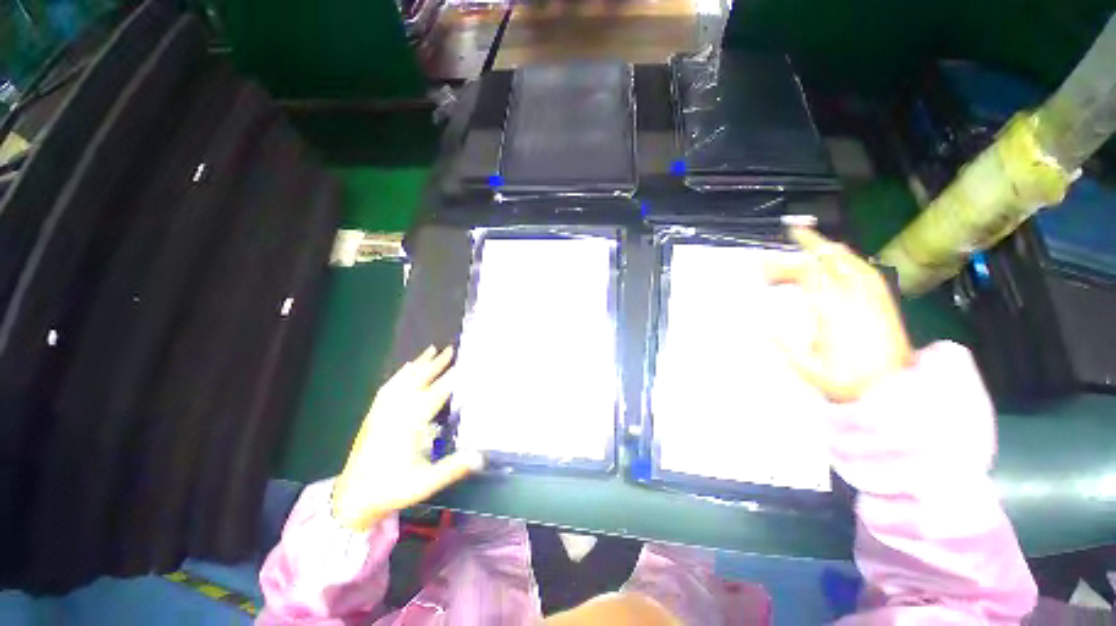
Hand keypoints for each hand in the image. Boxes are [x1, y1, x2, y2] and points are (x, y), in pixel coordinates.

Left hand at [331, 346, 483, 530]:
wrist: (351, 499)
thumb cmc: (391, 489)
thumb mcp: (425, 482)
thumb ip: (453, 468)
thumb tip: (482, 456)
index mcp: (409, 423)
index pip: (435, 393)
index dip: (452, 377)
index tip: (465, 363)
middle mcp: (395, 411)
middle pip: (419, 380)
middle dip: (436, 363)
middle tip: (451, 348)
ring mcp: (382, 411)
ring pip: (403, 380)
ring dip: (418, 363)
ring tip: (431, 349)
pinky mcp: (374, 415)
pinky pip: (388, 387)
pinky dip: (400, 374)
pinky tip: (405, 368)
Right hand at [765, 228, 913, 402]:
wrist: (894, 392)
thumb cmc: (847, 383)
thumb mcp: (807, 368)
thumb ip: (783, 342)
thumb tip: (760, 319)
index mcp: (832, 313)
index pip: (807, 277)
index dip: (783, 266)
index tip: (762, 266)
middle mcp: (855, 299)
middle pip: (829, 262)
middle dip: (806, 247)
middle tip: (790, 235)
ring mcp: (873, 299)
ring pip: (851, 262)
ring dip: (830, 247)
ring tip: (815, 239)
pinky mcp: (885, 304)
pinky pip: (867, 272)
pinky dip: (850, 260)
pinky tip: (843, 259)